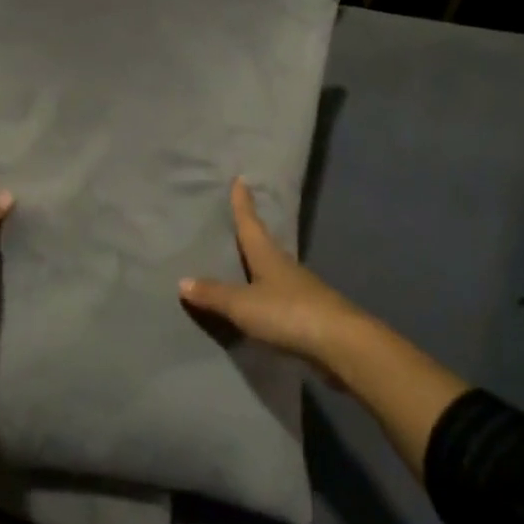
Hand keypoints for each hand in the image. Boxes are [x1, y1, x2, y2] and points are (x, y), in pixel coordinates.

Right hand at [178, 177, 366, 369]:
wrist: (341, 345)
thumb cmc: (288, 313)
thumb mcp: (243, 304)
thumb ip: (214, 294)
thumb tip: (182, 281)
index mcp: (269, 256)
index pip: (251, 223)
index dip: (243, 203)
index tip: (241, 179)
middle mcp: (286, 267)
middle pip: (264, 245)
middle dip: (251, 233)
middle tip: (237, 222)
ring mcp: (302, 291)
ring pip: (275, 272)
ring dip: (260, 267)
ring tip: (244, 264)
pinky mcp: (310, 315)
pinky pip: (281, 298)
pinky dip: (268, 296)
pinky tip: (262, 305)